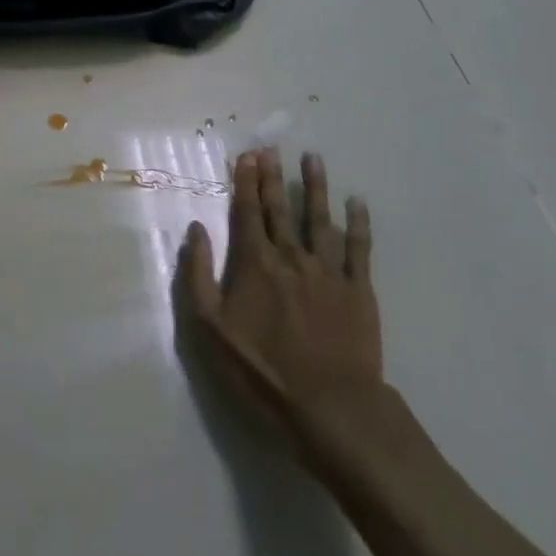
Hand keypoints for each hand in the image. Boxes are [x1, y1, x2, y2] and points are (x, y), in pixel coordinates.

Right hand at [178, 150, 383, 468]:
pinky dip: (359, 223)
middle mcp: (291, 256)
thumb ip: (198, 275)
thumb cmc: (262, 371)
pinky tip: (358, 203)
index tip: (247, 156)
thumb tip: (196, 230)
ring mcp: (328, 271)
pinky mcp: (359, 290)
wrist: (330, 408)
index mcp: (255, 263)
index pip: (247, 212)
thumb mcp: (210, 329)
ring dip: (315, 186)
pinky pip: (360, 248)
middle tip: (272, 147)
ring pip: (320, 218)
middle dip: (273, 176)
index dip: (245, 182)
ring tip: (313, 158)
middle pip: (280, 208)